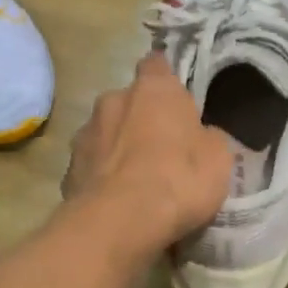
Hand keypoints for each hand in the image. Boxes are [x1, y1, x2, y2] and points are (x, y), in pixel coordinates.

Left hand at [64, 54, 233, 253]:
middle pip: (129, 101)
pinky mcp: (68, 169)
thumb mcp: (218, 159)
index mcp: (153, 89)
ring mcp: (84, 134)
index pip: (157, 64)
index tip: (177, 99)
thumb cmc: (178, 180)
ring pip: (106, 133)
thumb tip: (202, 136)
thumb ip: (209, 138)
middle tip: (161, 149)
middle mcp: (112, 100)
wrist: (119, 223)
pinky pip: (91, 167)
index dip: (167, 79)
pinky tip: (116, 202)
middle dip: (141, 119)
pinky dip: (102, 177)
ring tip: (135, 181)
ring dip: (118, 148)